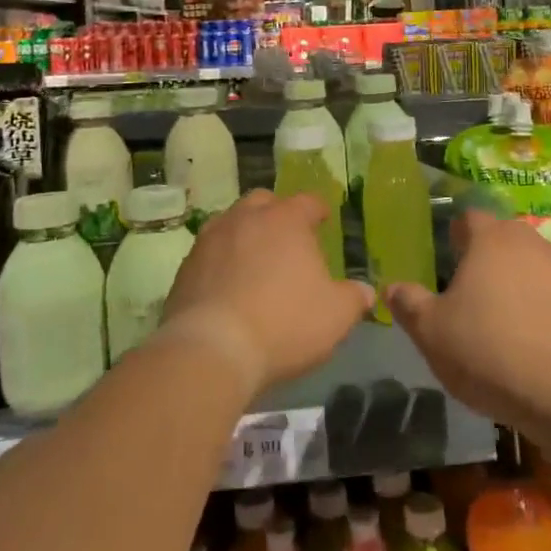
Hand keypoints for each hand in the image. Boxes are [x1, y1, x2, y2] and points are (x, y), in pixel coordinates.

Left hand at [162, 189, 370, 398]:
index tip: (324, 219)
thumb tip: (365, 291)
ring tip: (255, 259)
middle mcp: (246, 218)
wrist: (213, 348)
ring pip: (231, 223)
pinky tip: (228, 285)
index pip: (307, 202)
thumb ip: (354, 298)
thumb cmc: (285, 323)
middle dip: (276, 214)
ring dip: (245, 234)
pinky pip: (209, 253)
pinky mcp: (185, 267)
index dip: (318, 210)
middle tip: (287, 237)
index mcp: (286, 220)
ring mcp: (210, 240)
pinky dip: (221, 261)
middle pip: (263, 202)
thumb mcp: (335, 316)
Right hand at [386, 209, 550, 432]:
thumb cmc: (491, 352)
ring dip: (515, 279)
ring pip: (529, 262)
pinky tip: (532, 337)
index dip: (454, 234)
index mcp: (490, 239)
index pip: (468, 217)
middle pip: (502, 236)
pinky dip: (540, 303)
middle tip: (468, 289)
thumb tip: (392, 287)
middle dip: (484, 255)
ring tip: (501, 316)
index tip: (445, 259)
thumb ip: (408, 304)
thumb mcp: (431, 333)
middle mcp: (529, 242)